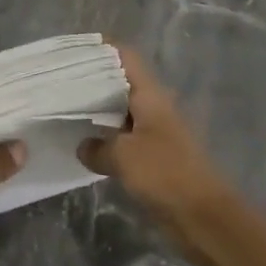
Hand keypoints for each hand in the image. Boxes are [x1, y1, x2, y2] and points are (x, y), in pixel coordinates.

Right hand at [78, 43, 235, 238]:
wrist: (204, 217)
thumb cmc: (165, 174)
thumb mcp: (123, 157)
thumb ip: (98, 147)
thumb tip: (83, 145)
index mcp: (150, 94)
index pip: (125, 57)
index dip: (102, 48)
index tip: (75, 49)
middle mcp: (153, 106)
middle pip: (121, 81)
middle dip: (93, 80)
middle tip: (61, 81)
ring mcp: (155, 131)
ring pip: (121, 110)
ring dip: (98, 111)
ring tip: (65, 109)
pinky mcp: (155, 157)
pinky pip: (125, 138)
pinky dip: (107, 137)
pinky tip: (85, 144)